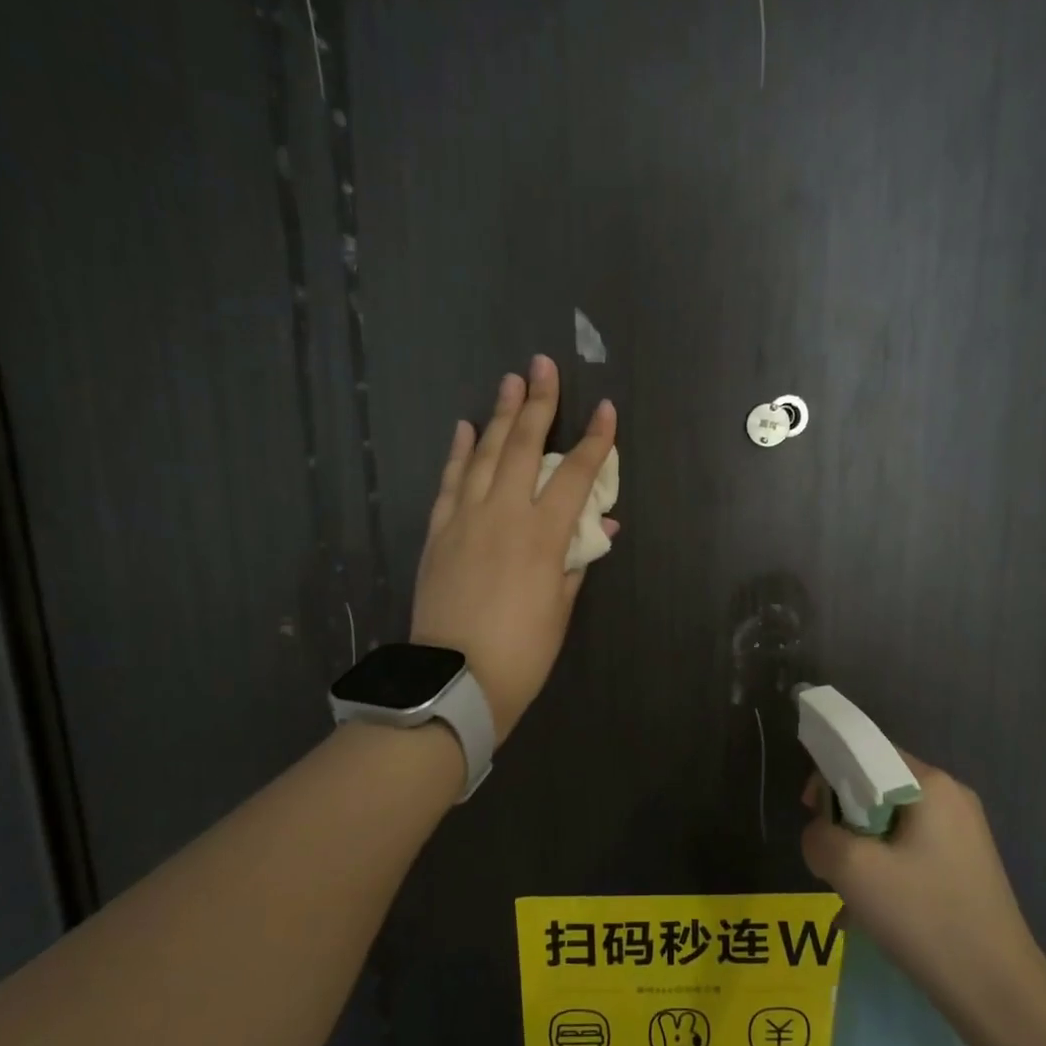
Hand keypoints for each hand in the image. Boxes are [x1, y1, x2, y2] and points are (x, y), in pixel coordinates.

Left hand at [411, 355, 616, 742]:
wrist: (454, 680)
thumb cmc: (522, 652)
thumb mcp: (561, 607)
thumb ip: (577, 558)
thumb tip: (600, 525)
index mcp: (542, 536)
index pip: (575, 475)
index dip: (595, 441)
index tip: (607, 410)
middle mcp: (503, 515)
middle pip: (523, 447)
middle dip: (539, 403)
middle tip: (542, 365)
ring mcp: (465, 519)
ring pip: (483, 454)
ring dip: (499, 414)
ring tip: (510, 381)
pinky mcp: (438, 531)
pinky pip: (449, 481)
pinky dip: (458, 451)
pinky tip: (464, 427)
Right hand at [800, 754, 1045, 1023]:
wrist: (998, 993)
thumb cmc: (925, 918)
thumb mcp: (853, 871)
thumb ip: (819, 836)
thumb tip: (819, 835)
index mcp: (931, 784)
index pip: (867, 750)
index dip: (830, 772)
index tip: (811, 809)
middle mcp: (951, 797)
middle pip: (877, 785)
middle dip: (844, 816)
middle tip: (830, 857)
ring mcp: (963, 832)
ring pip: (890, 821)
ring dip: (861, 847)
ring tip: (849, 891)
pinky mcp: (965, 864)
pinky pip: (909, 847)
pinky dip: (884, 866)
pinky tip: (871, 909)